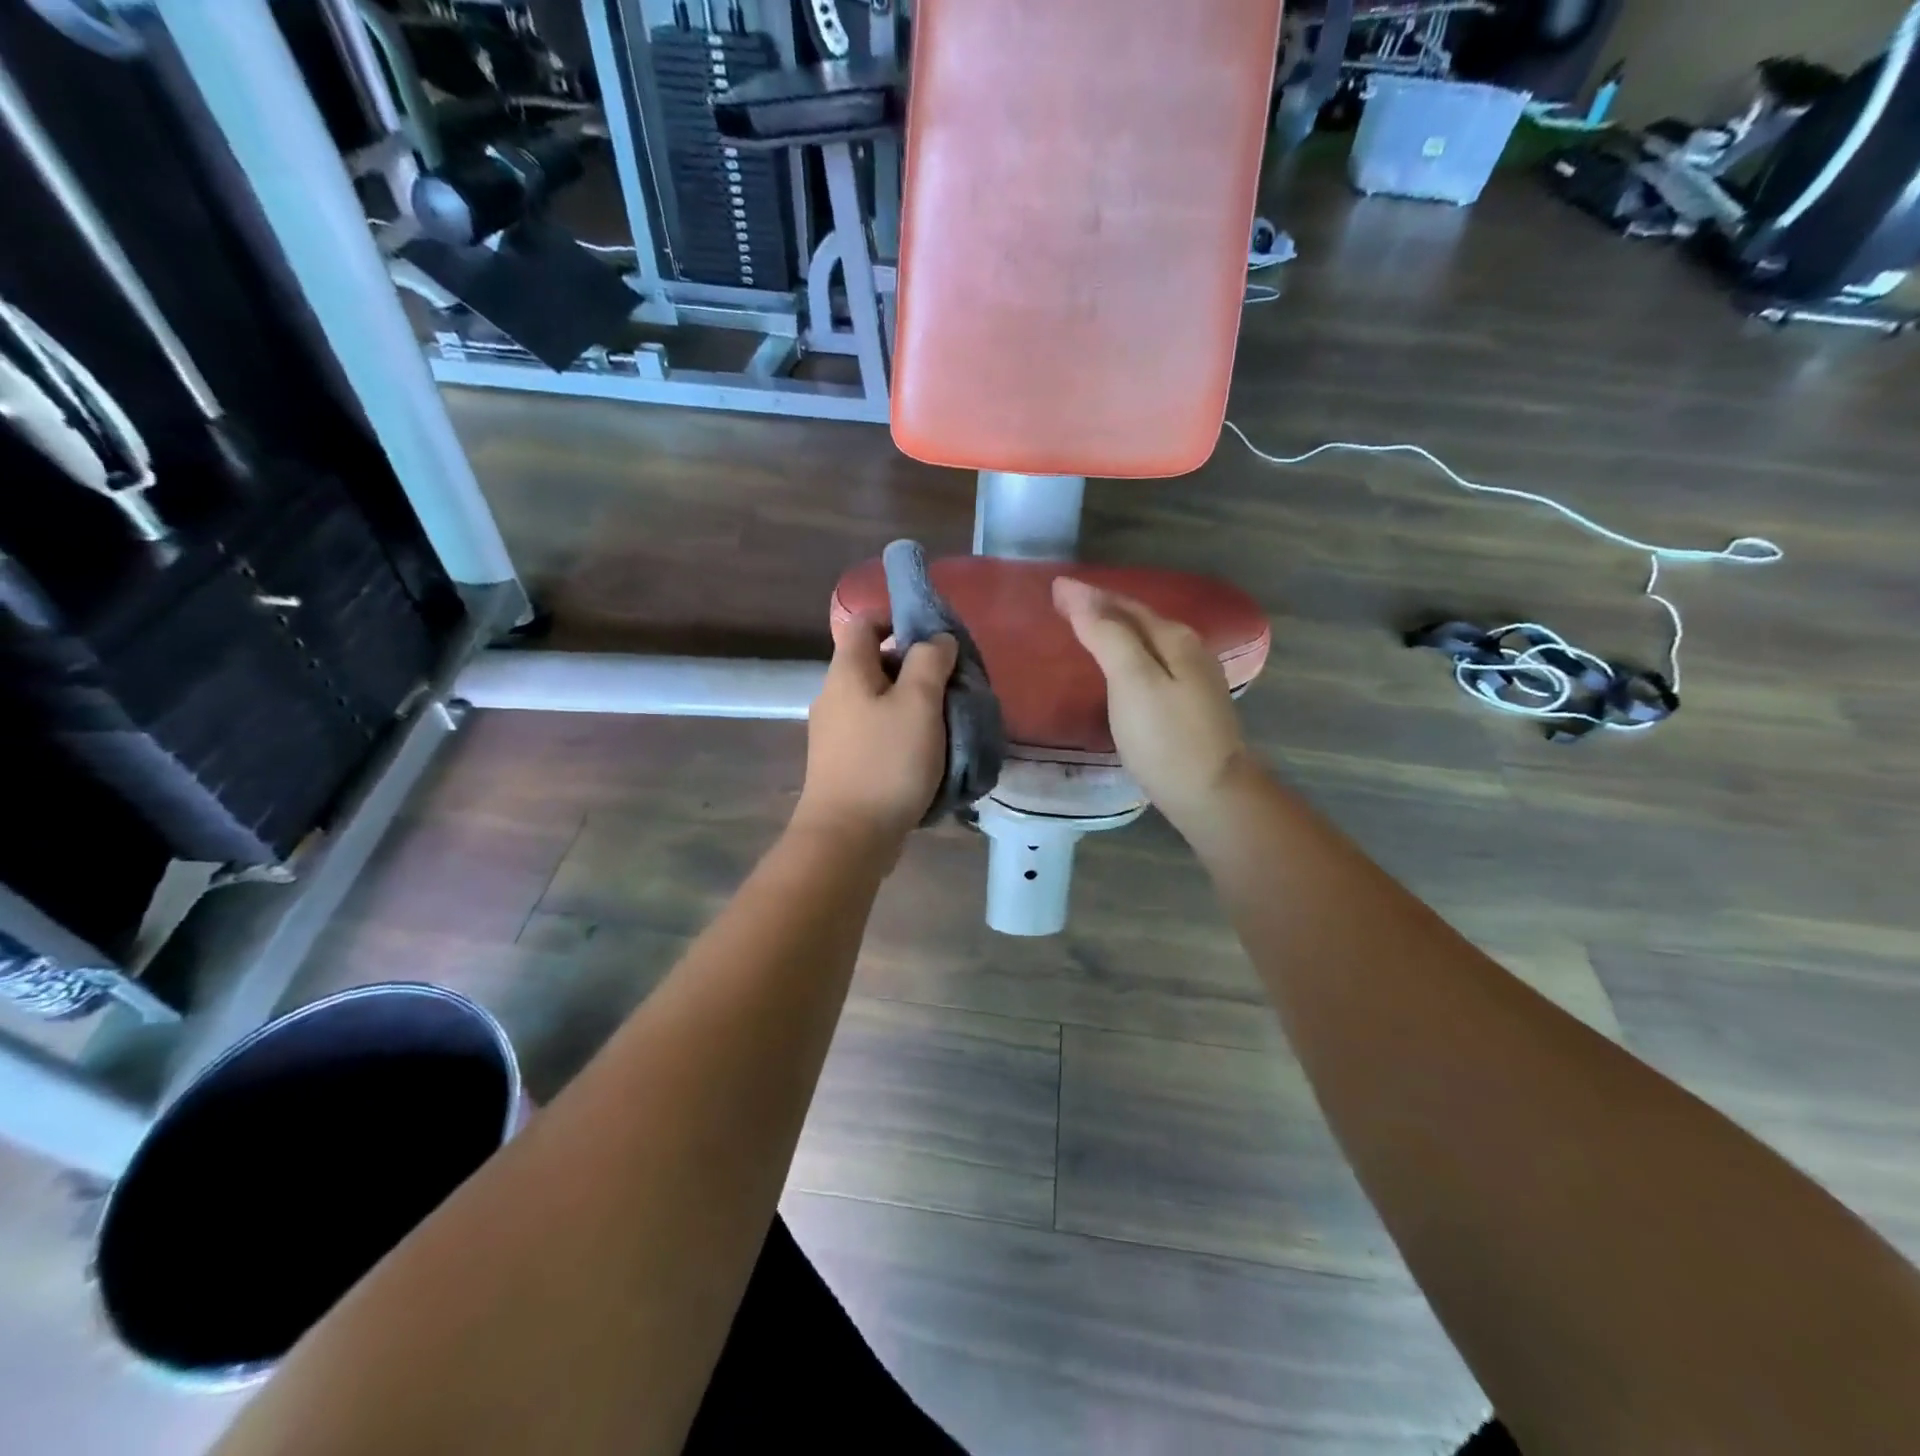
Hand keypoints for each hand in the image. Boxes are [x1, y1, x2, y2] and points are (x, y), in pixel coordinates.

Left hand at [792, 613, 957, 852]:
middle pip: (876, 663)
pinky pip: (876, 733)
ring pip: (878, 702)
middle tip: (952, 687)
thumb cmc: (887, 762)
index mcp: (847, 671)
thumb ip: (930, 662)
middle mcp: (834, 695)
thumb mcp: (919, 704)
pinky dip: (901, 734)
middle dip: (915, 668)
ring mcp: (835, 732)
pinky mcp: (842, 763)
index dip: (898, 620)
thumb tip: (936, 639)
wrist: (848, 837)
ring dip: (912, 705)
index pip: (865, 622)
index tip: (935, 642)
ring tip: (947, 723)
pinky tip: (926, 755)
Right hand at [1052, 577, 1252, 831]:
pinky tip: (1116, 668)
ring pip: (1146, 642)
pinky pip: (1151, 664)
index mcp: (1174, 638)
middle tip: (1063, 604)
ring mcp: (1193, 678)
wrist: (1211, 794)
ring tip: (1084, 629)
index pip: (1124, 605)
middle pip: (1139, 620)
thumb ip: (1107, 635)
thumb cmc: (1165, 738)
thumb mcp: (1132, 681)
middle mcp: (1188, 649)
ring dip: (1115, 631)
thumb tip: (1077, 593)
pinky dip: (1126, 656)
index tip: (1054, 588)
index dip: (1089, 595)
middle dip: (1102, 608)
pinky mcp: (1189, 705)